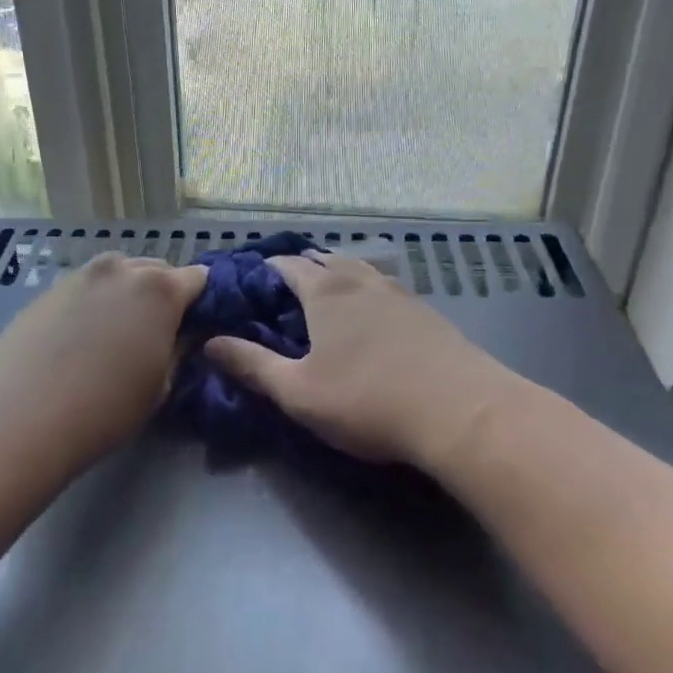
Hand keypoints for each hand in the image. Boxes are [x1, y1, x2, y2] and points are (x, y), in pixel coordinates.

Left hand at [0, 253, 207, 460]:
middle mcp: (121, 268)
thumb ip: (180, 348)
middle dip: (165, 294)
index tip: (199, 325)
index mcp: (160, 288)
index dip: (203, 300)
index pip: (198, 278)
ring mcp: (80, 275)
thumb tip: (186, 332)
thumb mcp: (161, 385)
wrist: (21, 419)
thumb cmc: (106, 409)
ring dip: (128, 295)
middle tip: (159, 332)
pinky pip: (86, 288)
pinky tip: (82, 340)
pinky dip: (94, 303)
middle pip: (157, 270)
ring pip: (118, 275)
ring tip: (118, 334)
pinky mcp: (48, 290)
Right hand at [205, 253, 519, 465]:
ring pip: (359, 271)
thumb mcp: (299, 392)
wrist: (462, 412)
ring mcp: (398, 294)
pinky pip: (385, 289)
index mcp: (325, 292)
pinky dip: (366, 293)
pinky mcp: (426, 313)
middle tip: (283, 292)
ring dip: (337, 276)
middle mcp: (360, 281)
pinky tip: (371, 317)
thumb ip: (252, 365)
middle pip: (325, 260)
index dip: (265, 270)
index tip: (248, 284)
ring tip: (325, 296)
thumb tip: (210, 343)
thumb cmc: (368, 400)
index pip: (287, 265)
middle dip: (301, 269)